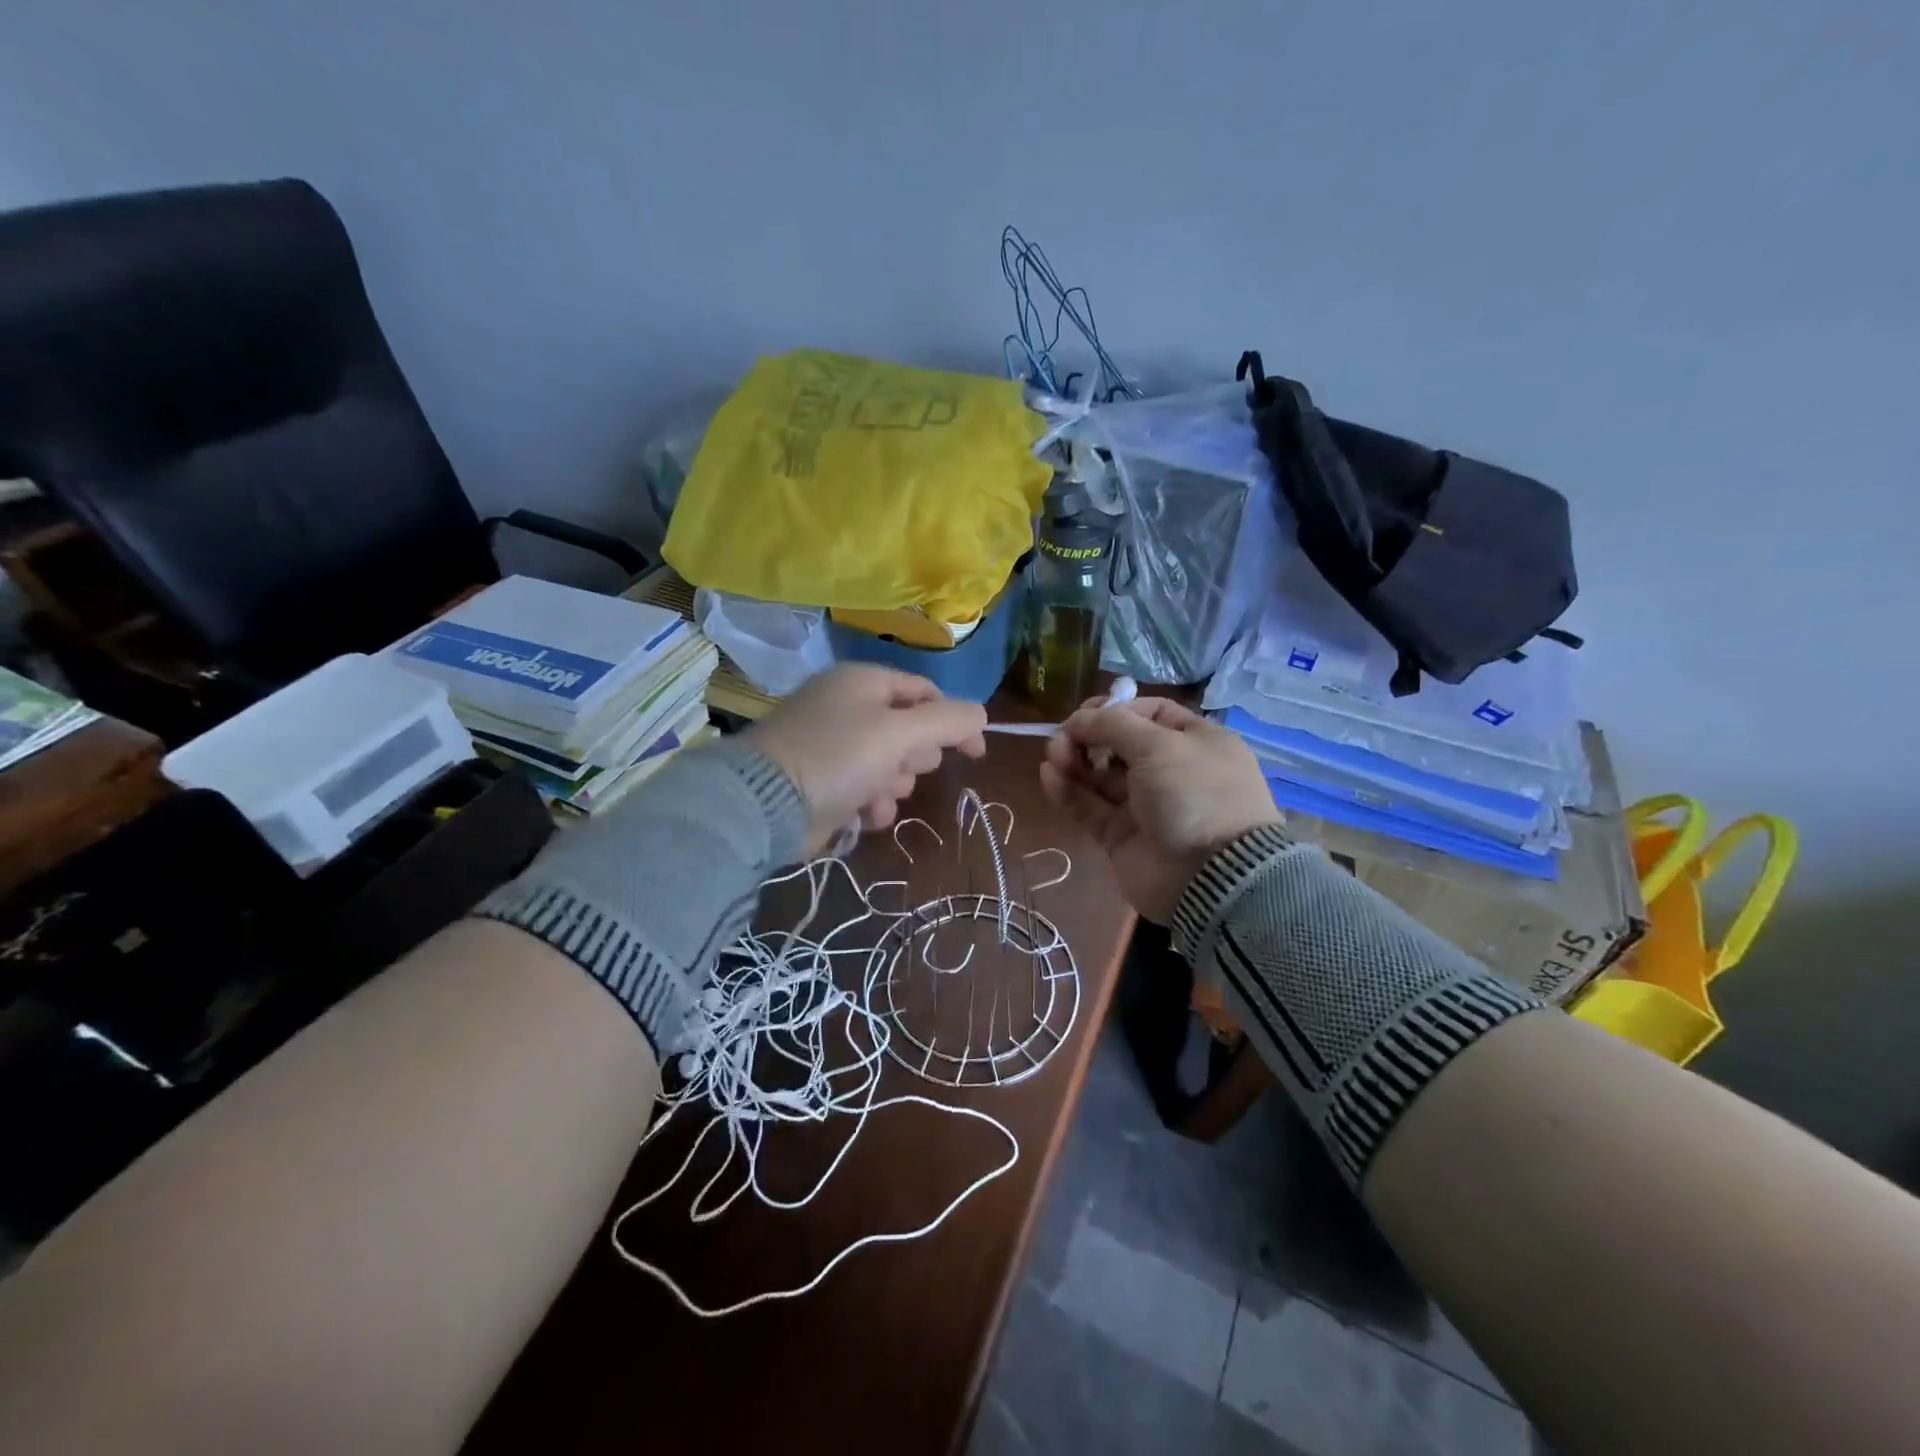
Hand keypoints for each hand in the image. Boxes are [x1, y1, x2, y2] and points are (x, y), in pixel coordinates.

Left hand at [743, 665, 986, 853]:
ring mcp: (833, 745)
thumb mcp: (900, 732)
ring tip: (876, 795)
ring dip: (893, 785)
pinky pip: (867, 788)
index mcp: (864, 682)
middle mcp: (848, 707)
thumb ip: (948, 721)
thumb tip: (981, 715)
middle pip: (910, 731)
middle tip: (901, 767)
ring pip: (891, 765)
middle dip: (914, 758)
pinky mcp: (824, 781)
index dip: (955, 720)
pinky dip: (872, 802)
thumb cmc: (838, 756)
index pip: (925, 692)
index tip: (975, 753)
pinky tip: (864, 813)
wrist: (766, 804)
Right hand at [1040, 696, 1280, 922]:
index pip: (1149, 713)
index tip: (1086, 715)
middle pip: (1118, 743)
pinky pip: (1089, 805)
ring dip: (1073, 761)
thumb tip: (1078, 720)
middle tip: (1062, 740)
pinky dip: (1068, 790)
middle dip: (1087, 736)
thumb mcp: (1159, 745)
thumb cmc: (1193, 794)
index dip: (1115, 709)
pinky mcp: (1120, 834)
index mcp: (1193, 741)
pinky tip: (1049, 776)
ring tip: (1052, 757)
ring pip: (1099, 774)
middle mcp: (1170, 769)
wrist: (1209, 877)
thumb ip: (1112, 724)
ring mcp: (1144, 804)